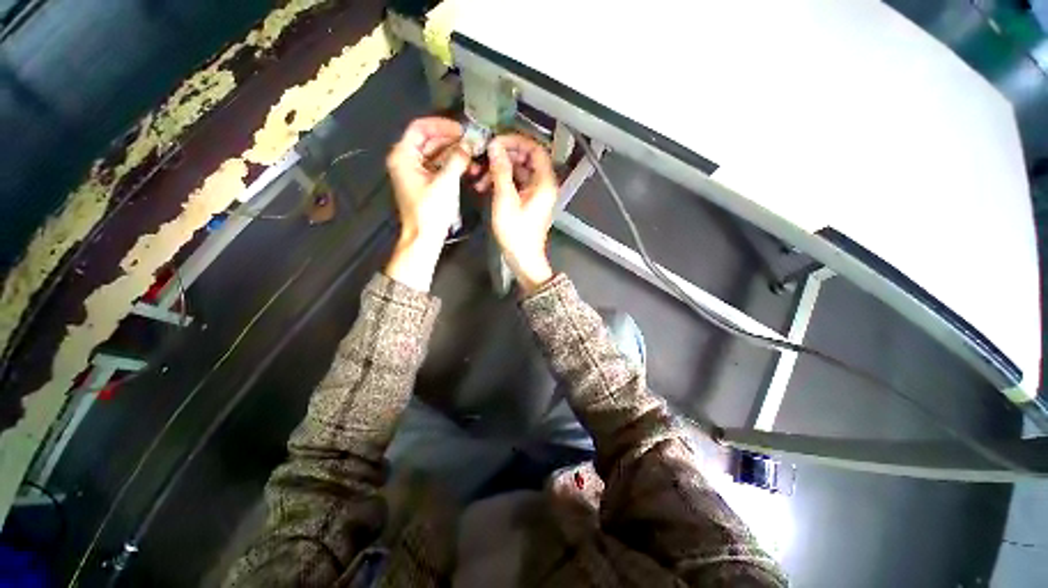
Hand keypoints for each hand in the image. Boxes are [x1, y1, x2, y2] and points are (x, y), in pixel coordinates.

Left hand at [385, 117, 470, 290]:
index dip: (442, 125)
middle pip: (430, 140)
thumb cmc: (431, 210)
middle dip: (452, 141)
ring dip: (455, 154)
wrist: (424, 237)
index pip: (421, 127)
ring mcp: (415, 172)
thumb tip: (470, 143)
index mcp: (404, 155)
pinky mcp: (424, 183)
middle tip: (473, 143)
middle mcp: (406, 160)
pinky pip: (439, 167)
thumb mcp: (445, 182)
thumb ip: (457, 159)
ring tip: (474, 157)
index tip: (462, 130)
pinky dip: (452, 166)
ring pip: (436, 154)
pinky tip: (468, 168)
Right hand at [482, 133, 557, 292]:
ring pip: (518, 172)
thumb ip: (501, 171)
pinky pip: (515, 184)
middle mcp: (543, 184)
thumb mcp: (505, 199)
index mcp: (544, 182)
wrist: (523, 258)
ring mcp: (535, 193)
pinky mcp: (527, 201)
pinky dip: (501, 182)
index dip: (516, 141)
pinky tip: (485, 186)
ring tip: (480, 176)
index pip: (535, 149)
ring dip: (499, 171)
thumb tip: (495, 146)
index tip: (496, 141)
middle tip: (484, 157)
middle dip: (504, 156)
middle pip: (525, 159)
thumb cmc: (516, 232)